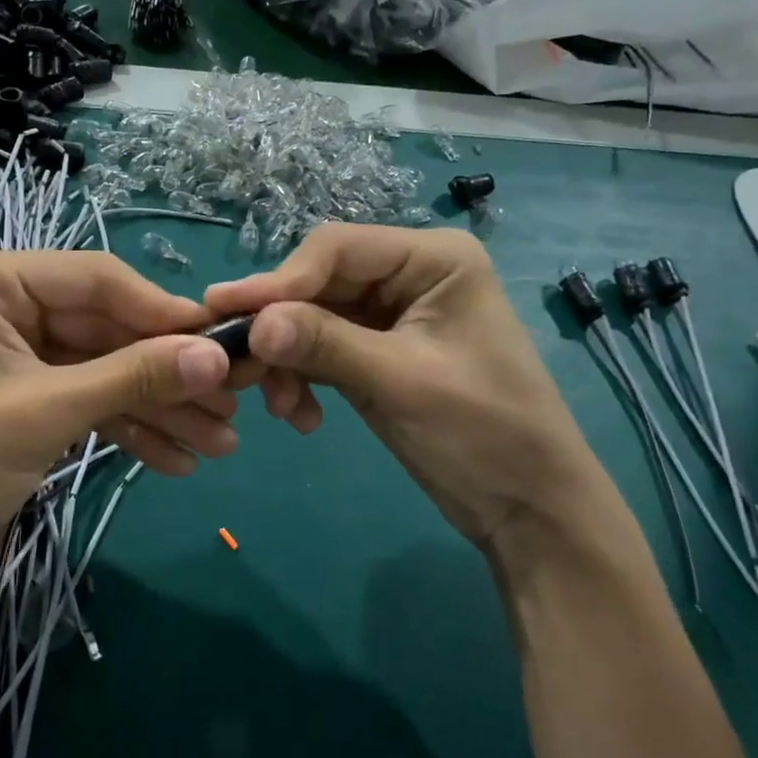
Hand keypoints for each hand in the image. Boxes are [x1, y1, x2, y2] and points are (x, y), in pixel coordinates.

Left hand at [0, 249, 235, 598]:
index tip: (226, 344)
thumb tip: (218, 356)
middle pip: (107, 329)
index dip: (164, 313)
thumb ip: (132, 378)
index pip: (97, 280)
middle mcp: (4, 306)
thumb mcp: (43, 414)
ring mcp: (16, 355)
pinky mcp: (24, 399)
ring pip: (104, 369)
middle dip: (166, 374)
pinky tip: (176, 460)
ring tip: (218, 445)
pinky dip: (128, 428)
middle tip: (231, 407)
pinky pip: (87, 401)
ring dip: (158, 407)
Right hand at [206, 225, 610, 555]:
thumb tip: (252, 325)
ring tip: (279, 407)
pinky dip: (304, 378)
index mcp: (432, 258)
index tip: (228, 314)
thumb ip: (324, 345)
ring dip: (289, 360)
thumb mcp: (400, 382)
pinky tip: (301, 417)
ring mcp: (392, 314)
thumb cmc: (483, 433)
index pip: (336, 248)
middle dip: (281, 327)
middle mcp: (409, 274)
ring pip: (314, 318)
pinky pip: (323, 350)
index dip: (280, 280)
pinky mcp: (379, 352)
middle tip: (238, 365)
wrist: (528, 509)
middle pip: (320, 283)